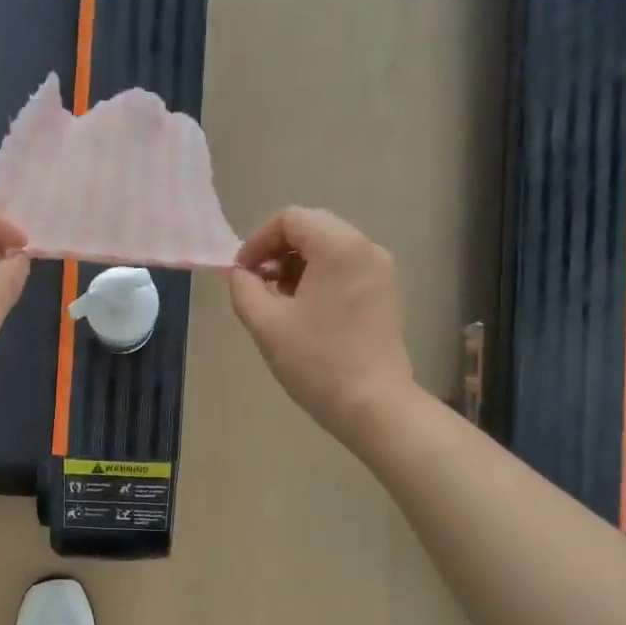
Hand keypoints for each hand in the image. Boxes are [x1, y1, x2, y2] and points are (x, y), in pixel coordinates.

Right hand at [229, 207, 416, 450]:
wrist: (373, 405)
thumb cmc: (317, 362)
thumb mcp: (266, 324)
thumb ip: (244, 288)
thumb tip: (241, 273)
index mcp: (339, 247)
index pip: (290, 219)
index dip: (258, 242)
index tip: (242, 275)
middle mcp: (366, 248)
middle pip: (312, 228)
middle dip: (277, 253)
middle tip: (258, 288)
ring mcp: (380, 270)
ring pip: (328, 249)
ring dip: (297, 267)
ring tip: (279, 304)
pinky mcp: (384, 293)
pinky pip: (344, 268)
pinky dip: (319, 278)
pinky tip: (304, 313)